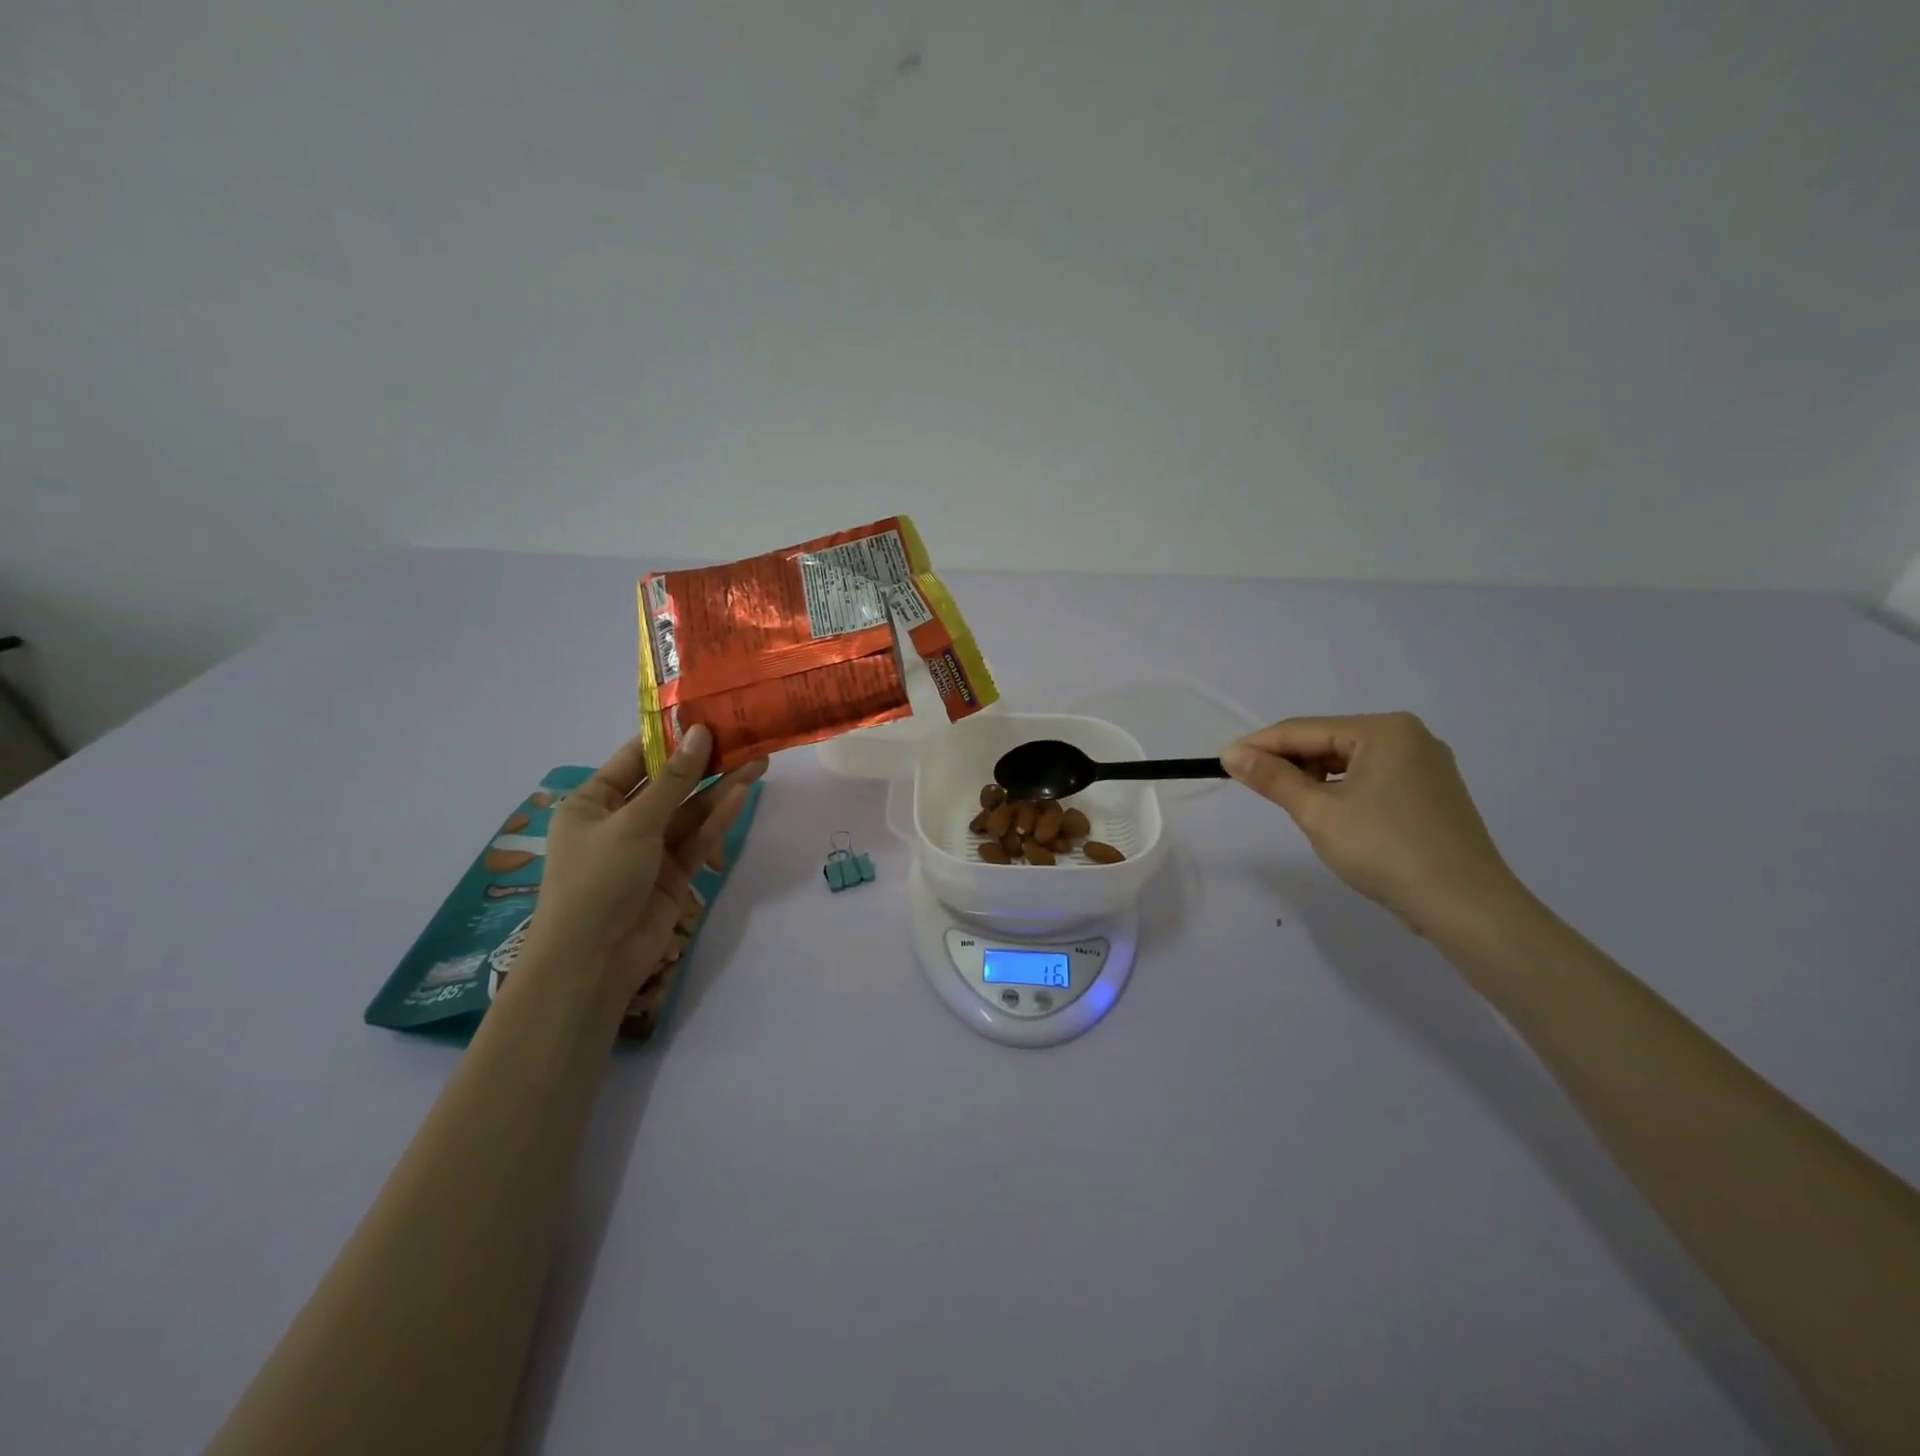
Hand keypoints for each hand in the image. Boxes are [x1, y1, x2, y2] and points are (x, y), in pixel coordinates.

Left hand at [529, 725, 767, 995]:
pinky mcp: (673, 874)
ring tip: (758, 762)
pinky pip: (697, 839)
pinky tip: (742, 795)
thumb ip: (674, 780)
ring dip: (720, 789)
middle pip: (669, 785)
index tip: (707, 716)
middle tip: (744, 738)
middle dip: (705, 764)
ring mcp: (648, 849)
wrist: (593, 961)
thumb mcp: (633, 822)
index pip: (635, 759)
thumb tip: (701, 733)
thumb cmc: (597, 879)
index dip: (671, 738)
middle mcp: (620, 821)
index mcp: (593, 802)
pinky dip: (718, 819)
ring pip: (690, 812)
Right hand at [1222, 712, 1526, 940]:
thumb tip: (1232, 754)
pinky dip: (1342, 792)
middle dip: (1288, 763)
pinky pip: (1372, 780)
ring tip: (1290, 805)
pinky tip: (1329, 815)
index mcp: (1384, 730)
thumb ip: (1273, 778)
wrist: (1465, 906)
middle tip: (1252, 787)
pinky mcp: (1431, 794)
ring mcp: (1425, 766)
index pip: (1304, 729)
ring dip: (1314, 779)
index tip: (1221, 761)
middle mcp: (1409, 737)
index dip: (1259, 745)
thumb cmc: (1385, 850)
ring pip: (1349, 762)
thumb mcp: (1318, 812)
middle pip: (1328, 742)